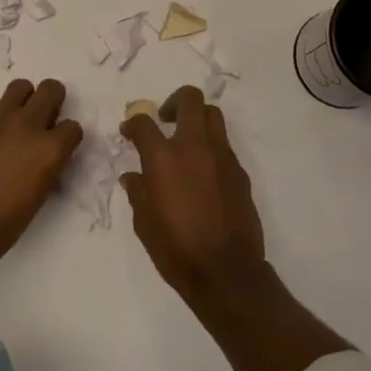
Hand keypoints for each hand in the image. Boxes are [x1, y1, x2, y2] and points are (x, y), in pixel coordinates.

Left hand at [0, 79, 81, 265]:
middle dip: (53, 102)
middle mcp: (27, 127)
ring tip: (18, 123)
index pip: (73, 128)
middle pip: (52, 89)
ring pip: (21, 87)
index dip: (67, 139)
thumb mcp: (33, 204)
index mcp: (48, 151)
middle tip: (45, 123)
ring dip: (25, 100)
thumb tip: (40, 165)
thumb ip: (42, 174)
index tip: (60, 151)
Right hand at [120, 86, 265, 299]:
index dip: (134, 122)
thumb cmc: (176, 249)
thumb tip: (133, 177)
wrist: (226, 271)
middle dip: (174, 101)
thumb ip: (138, 192)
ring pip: (213, 116)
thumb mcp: (144, 223)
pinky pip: (224, 146)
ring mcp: (222, 156)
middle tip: (165, 119)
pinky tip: (203, 173)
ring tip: (186, 141)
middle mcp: (194, 147)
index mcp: (163, 158)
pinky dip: (211, 148)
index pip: (144, 122)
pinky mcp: (240, 172)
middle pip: (190, 99)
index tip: (129, 131)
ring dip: (198, 119)